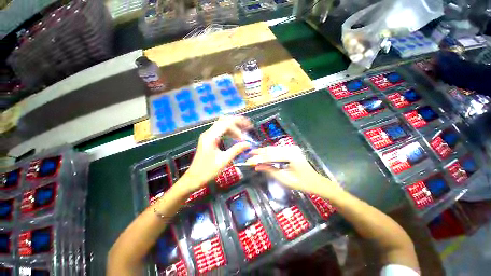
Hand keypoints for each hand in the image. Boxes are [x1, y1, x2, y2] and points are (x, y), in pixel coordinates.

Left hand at [181, 116, 251, 192]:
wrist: (193, 178)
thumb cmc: (208, 171)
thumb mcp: (224, 160)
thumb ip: (236, 150)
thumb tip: (248, 144)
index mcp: (211, 137)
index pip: (226, 123)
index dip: (239, 123)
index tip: (249, 127)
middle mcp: (208, 133)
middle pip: (224, 121)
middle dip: (237, 122)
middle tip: (247, 127)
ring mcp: (207, 136)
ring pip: (222, 125)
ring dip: (233, 127)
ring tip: (243, 132)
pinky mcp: (208, 139)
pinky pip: (220, 130)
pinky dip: (229, 131)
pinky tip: (235, 136)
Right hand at [247, 146, 338, 194]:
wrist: (316, 182)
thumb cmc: (302, 183)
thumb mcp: (285, 179)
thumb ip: (270, 171)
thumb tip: (257, 166)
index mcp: (290, 156)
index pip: (270, 156)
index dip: (258, 159)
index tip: (249, 161)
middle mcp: (290, 149)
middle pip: (271, 150)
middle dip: (259, 153)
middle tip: (249, 155)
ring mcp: (291, 149)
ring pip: (273, 149)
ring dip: (263, 152)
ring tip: (254, 154)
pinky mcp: (291, 150)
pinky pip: (277, 150)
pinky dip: (269, 152)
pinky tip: (263, 154)